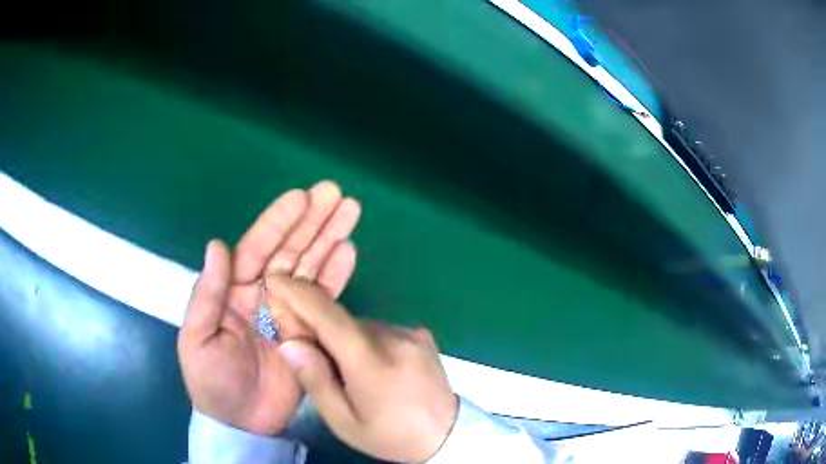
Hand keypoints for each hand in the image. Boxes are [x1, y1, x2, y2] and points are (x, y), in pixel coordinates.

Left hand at [178, 181, 360, 434]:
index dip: (278, 222)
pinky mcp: (309, 330)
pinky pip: (324, 298)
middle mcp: (263, 293)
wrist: (241, 421)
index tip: (301, 197)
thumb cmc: (212, 380)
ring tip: (350, 212)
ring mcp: (288, 311)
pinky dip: (336, 275)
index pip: (257, 248)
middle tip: (335, 194)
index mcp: (233, 290)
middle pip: (290, 250)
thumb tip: (218, 246)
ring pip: (310, 267)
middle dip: (312, 221)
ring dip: (329, 239)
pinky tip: (348, 252)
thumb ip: (206, 294)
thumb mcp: (198, 338)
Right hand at [265, 276, 458, 462]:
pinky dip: (365, 341)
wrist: (447, 435)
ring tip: (351, 374)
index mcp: (373, 364)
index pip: (330, 317)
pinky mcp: (421, 333)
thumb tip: (290, 342)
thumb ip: (316, 380)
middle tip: (310, 354)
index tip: (274, 281)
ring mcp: (412, 333)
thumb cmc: (391, 436)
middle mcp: (395, 338)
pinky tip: (374, 368)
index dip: (299, 294)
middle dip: (318, 329)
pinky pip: (379, 329)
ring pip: (360, 326)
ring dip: (344, 340)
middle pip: (342, 322)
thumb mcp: (344, 422)